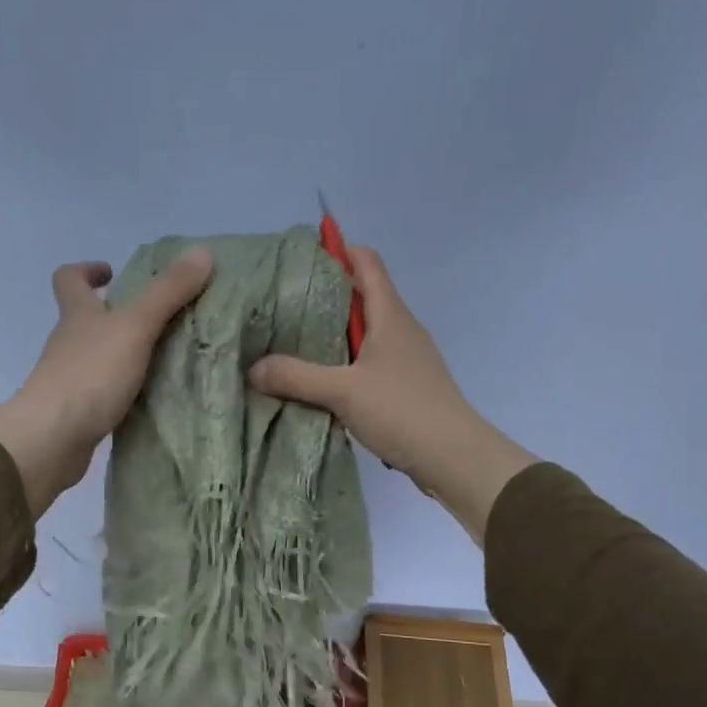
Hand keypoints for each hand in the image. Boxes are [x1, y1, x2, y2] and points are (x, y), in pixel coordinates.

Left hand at [0, 248, 213, 515]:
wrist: (51, 439)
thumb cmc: (90, 374)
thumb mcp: (135, 327)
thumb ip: (168, 293)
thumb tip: (202, 252)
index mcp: (77, 314)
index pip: (69, 279)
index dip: (88, 270)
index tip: (113, 272)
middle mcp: (69, 343)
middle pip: (88, 319)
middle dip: (118, 314)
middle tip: (160, 318)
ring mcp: (71, 379)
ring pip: (99, 357)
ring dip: (126, 354)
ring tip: (167, 358)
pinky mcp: (79, 412)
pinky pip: (106, 391)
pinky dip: (126, 389)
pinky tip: (153, 396)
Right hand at [247, 246, 534, 542]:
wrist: (453, 456)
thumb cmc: (402, 410)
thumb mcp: (343, 391)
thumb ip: (296, 377)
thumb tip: (253, 368)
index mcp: (390, 315)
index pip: (367, 262)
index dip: (339, 250)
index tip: (302, 257)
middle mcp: (400, 329)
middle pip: (361, 297)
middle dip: (324, 296)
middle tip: (282, 304)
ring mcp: (405, 358)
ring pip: (363, 334)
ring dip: (331, 335)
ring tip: (292, 343)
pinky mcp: (404, 386)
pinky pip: (368, 363)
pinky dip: (343, 364)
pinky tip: (319, 382)